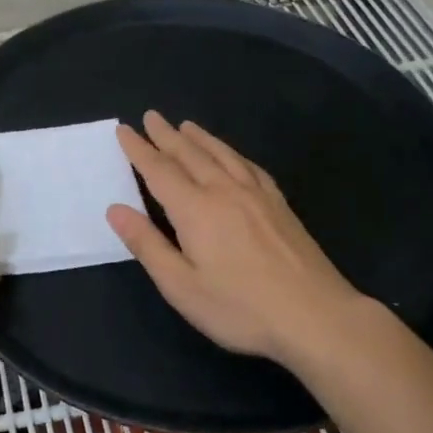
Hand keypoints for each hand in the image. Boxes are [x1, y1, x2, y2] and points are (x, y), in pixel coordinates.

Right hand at [105, 112, 366, 367]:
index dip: (139, 149)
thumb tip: (115, 209)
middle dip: (167, 135)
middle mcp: (224, 192)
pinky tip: (233, 156)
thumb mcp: (181, 286)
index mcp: (195, 210)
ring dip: (200, 138)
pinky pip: (250, 167)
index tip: (124, 129)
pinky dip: (233, 154)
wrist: (316, 317)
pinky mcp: (280, 205)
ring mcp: (256, 196)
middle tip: (151, 116)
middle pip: (190, 155)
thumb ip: (147, 245)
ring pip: (222, 155)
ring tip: (186, 126)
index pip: (159, 170)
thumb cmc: (240, 308)